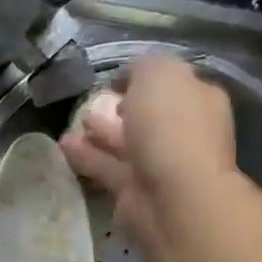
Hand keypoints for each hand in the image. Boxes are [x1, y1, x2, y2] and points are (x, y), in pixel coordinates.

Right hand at [60, 54, 236, 239]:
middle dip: (121, 107)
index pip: (172, 83)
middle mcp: (183, 131)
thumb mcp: (159, 74)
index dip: (143, 78)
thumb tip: (128, 77)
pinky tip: (63, 144)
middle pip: (148, 115)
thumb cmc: (171, 127)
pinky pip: (106, 166)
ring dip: (100, 131)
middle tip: (92, 101)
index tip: (114, 79)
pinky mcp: (134, 189)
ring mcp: (159, 163)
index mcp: (198, 100)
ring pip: (125, 142)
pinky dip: (86, 155)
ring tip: (73, 121)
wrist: (173, 194)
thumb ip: (142, 67)